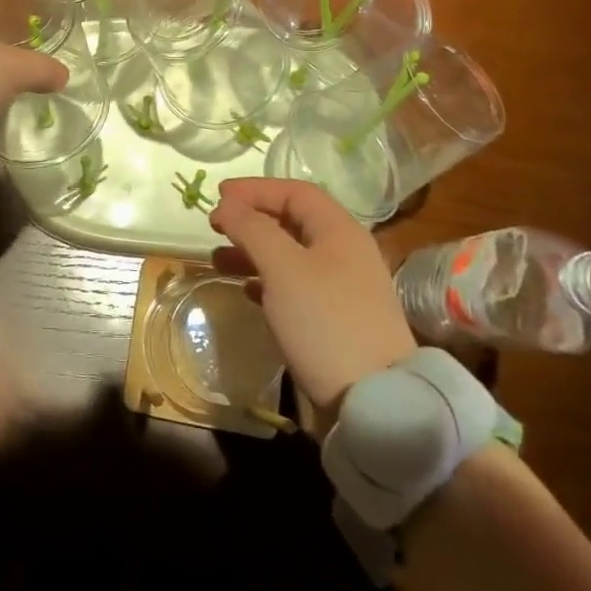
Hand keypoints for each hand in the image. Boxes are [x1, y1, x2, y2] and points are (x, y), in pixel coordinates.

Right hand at [209, 178, 417, 421]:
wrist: (375, 401)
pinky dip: (266, 281)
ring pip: (290, 255)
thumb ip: (253, 229)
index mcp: (340, 231)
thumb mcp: (283, 268)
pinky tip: (246, 291)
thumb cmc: (326, 322)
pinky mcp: (334, 320)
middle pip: (292, 221)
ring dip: (253, 251)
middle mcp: (344, 253)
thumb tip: (227, 205)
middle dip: (251, 219)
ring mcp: (341, 288)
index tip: (218, 195)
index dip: (255, 189)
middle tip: (214, 226)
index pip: (295, 192)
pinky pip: (294, 286)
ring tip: (219, 260)